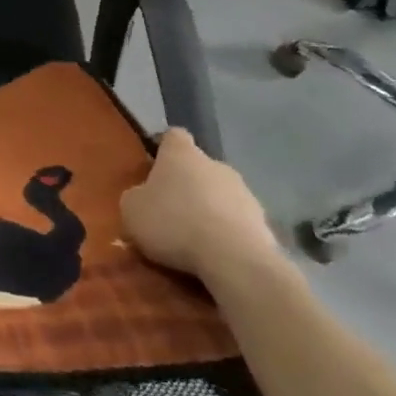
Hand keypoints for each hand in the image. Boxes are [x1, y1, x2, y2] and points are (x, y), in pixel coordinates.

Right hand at [120, 128, 280, 284]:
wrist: (234, 259)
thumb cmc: (174, 223)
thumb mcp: (132, 210)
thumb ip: (135, 198)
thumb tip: (142, 199)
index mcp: (182, 153)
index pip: (173, 136)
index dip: (163, 149)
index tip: (154, 168)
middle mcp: (216, 164)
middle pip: (198, 168)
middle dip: (187, 185)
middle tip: (171, 211)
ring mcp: (245, 193)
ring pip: (221, 195)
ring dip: (210, 211)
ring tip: (194, 241)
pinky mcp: (264, 223)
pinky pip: (238, 224)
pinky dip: (228, 235)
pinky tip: (217, 256)